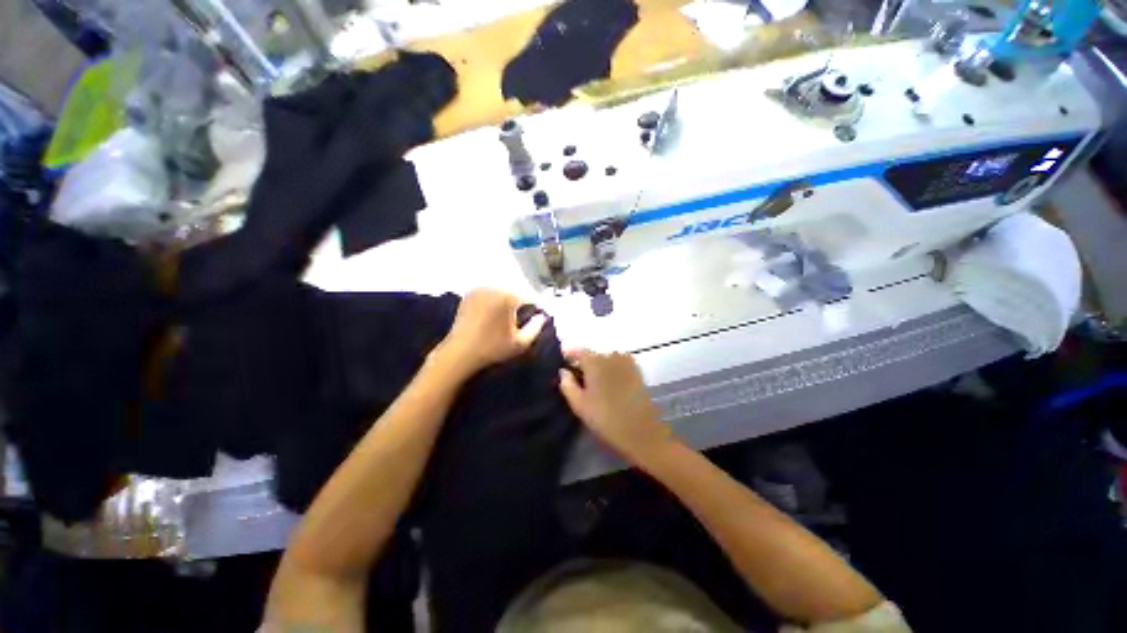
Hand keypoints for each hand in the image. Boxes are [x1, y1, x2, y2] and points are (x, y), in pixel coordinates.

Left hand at [432, 289, 545, 378]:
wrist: (459, 353)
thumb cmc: (492, 349)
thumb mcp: (520, 343)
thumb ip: (536, 328)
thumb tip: (542, 316)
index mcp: (508, 297)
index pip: (529, 298)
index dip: (535, 308)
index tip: (536, 317)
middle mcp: (494, 288)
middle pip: (515, 292)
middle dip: (520, 303)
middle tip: (521, 318)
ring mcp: (479, 290)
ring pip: (501, 292)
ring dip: (506, 301)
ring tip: (507, 317)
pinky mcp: (469, 295)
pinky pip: (488, 294)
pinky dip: (493, 300)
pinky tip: (492, 314)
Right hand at [558, 350, 673, 463]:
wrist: (641, 431)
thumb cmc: (606, 418)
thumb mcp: (579, 405)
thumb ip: (567, 384)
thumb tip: (563, 371)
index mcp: (594, 361)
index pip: (577, 350)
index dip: (569, 355)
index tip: (564, 363)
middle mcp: (610, 355)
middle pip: (592, 354)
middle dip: (584, 362)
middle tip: (578, 377)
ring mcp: (625, 361)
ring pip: (605, 358)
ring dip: (599, 365)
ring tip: (595, 382)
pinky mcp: (636, 369)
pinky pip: (618, 362)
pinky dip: (611, 368)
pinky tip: (610, 383)